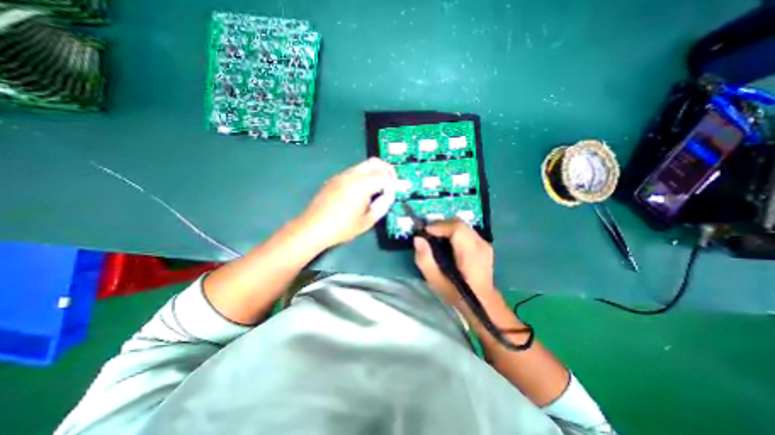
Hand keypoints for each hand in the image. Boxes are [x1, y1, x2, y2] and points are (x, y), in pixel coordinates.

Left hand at [298, 158, 398, 249]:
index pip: (383, 177)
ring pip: (364, 165)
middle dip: (387, 170)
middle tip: (392, 183)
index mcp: (360, 186)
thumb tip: (389, 196)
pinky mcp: (335, 179)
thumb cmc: (341, 228)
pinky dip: (365, 175)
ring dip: (375, 171)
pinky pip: (355, 171)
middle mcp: (351, 176)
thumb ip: (382, 206)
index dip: (392, 184)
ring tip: (380, 187)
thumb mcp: (367, 222)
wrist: (313, 228)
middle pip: (374, 163)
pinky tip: (364, 189)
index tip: (395, 193)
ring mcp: (342, 176)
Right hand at [415, 219, 499, 307]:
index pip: (457, 229)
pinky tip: (447, 241)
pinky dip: (453, 231)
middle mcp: (481, 244)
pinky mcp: (484, 244)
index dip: (439, 226)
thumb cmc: (457, 293)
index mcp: (470, 254)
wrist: (482, 302)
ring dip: (446, 227)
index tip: (425, 232)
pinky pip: (466, 230)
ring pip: (462, 225)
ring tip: (435, 237)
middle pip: (459, 223)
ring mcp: (485, 243)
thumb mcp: (436, 281)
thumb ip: (425, 260)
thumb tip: (418, 239)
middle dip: (441, 225)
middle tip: (428, 233)